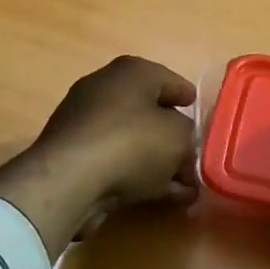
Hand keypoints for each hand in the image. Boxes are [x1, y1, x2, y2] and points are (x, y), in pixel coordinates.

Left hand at [0, 56, 198, 259]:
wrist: (69, 180)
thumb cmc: (133, 143)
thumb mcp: (179, 137)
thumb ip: (190, 138)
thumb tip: (185, 145)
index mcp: (132, 72)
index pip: (169, 80)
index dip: (188, 99)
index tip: (200, 115)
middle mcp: (105, 88)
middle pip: (150, 112)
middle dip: (174, 137)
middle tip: (194, 157)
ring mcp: (84, 122)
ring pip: (133, 140)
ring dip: (158, 162)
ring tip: (184, 187)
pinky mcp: (72, 154)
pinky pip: (114, 160)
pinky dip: (137, 175)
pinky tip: (161, 197)